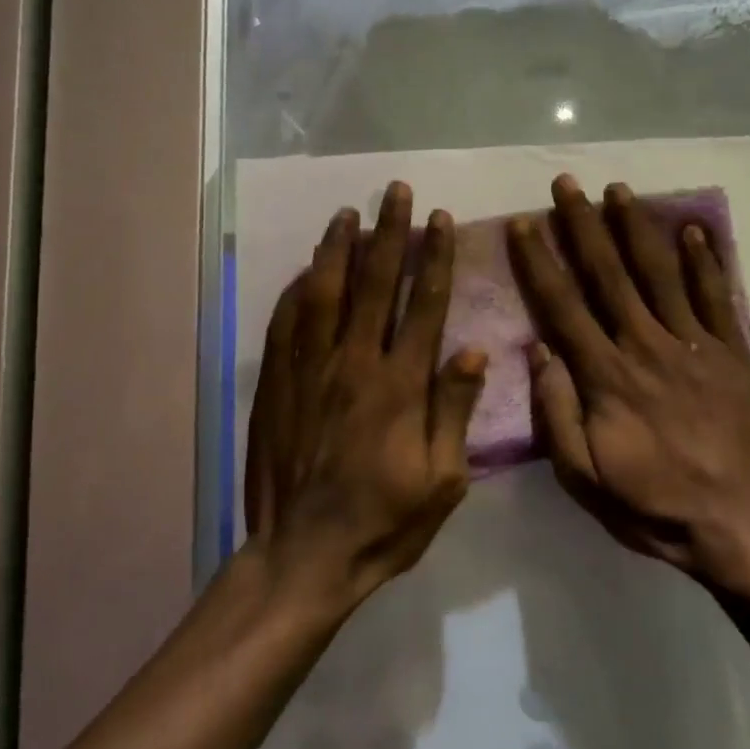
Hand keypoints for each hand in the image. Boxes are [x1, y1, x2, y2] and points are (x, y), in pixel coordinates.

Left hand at [246, 181, 486, 606]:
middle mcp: (354, 365)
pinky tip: (305, 268)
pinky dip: (297, 290)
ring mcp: (309, 372)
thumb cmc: (384, 523)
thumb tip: (472, 350)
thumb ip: (454, 411)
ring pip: (324, 293)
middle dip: (388, 233)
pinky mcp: (277, 386)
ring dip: (338, 249)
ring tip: (348, 213)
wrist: (303, 555)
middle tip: (395, 193)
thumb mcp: (442, 481)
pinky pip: (286, 324)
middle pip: (373, 284)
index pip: (422, 305)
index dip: (433, 258)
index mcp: (400, 386)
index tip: (439, 220)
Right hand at [508, 175, 749, 585]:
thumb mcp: (585, 478)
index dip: (540, 261)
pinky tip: (693, 229)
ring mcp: (694, 345)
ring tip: (619, 190)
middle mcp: (646, 346)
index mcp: (606, 377)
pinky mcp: (733, 353)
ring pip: (660, 274)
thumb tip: (537, 351)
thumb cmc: (654, 504)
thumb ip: (556, 414)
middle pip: (608, 275)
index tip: (525, 223)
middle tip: (567, 184)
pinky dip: (705, 261)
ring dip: (637, 228)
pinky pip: (716, 296)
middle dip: (584, 225)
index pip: (563, 306)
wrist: (740, 523)